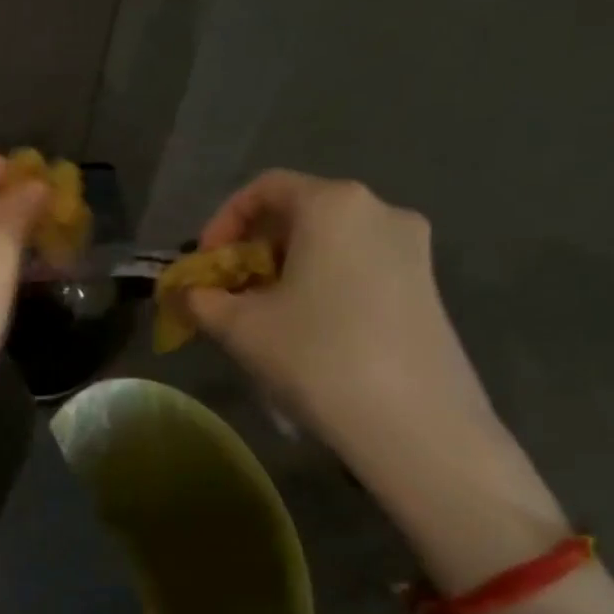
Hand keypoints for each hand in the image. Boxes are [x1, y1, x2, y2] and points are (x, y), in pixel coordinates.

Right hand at [187, 170, 498, 459]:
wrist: (415, 424)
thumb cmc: (316, 355)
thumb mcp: (240, 327)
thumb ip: (201, 299)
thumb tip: (185, 294)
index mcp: (333, 204)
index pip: (264, 189)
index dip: (223, 222)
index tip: (206, 264)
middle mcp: (380, 210)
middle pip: (299, 213)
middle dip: (254, 249)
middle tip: (230, 292)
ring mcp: (413, 248)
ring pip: (331, 242)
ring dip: (287, 269)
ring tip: (265, 315)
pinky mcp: (428, 285)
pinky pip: (360, 266)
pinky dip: (323, 283)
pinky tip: (309, 329)